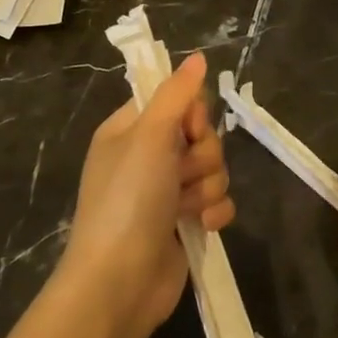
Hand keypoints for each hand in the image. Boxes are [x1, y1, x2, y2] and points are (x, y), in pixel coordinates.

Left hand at [61, 52, 233, 336]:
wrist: (120, 281)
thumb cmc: (128, 200)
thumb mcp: (149, 136)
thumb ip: (177, 94)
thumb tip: (196, 57)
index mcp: (129, 131)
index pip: (176, 101)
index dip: (192, 115)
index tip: (190, 130)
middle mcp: (147, 158)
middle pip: (201, 136)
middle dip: (202, 156)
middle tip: (182, 174)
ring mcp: (166, 192)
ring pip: (213, 169)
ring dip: (207, 187)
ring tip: (187, 208)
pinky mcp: (185, 223)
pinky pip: (217, 202)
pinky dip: (213, 213)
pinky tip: (201, 226)